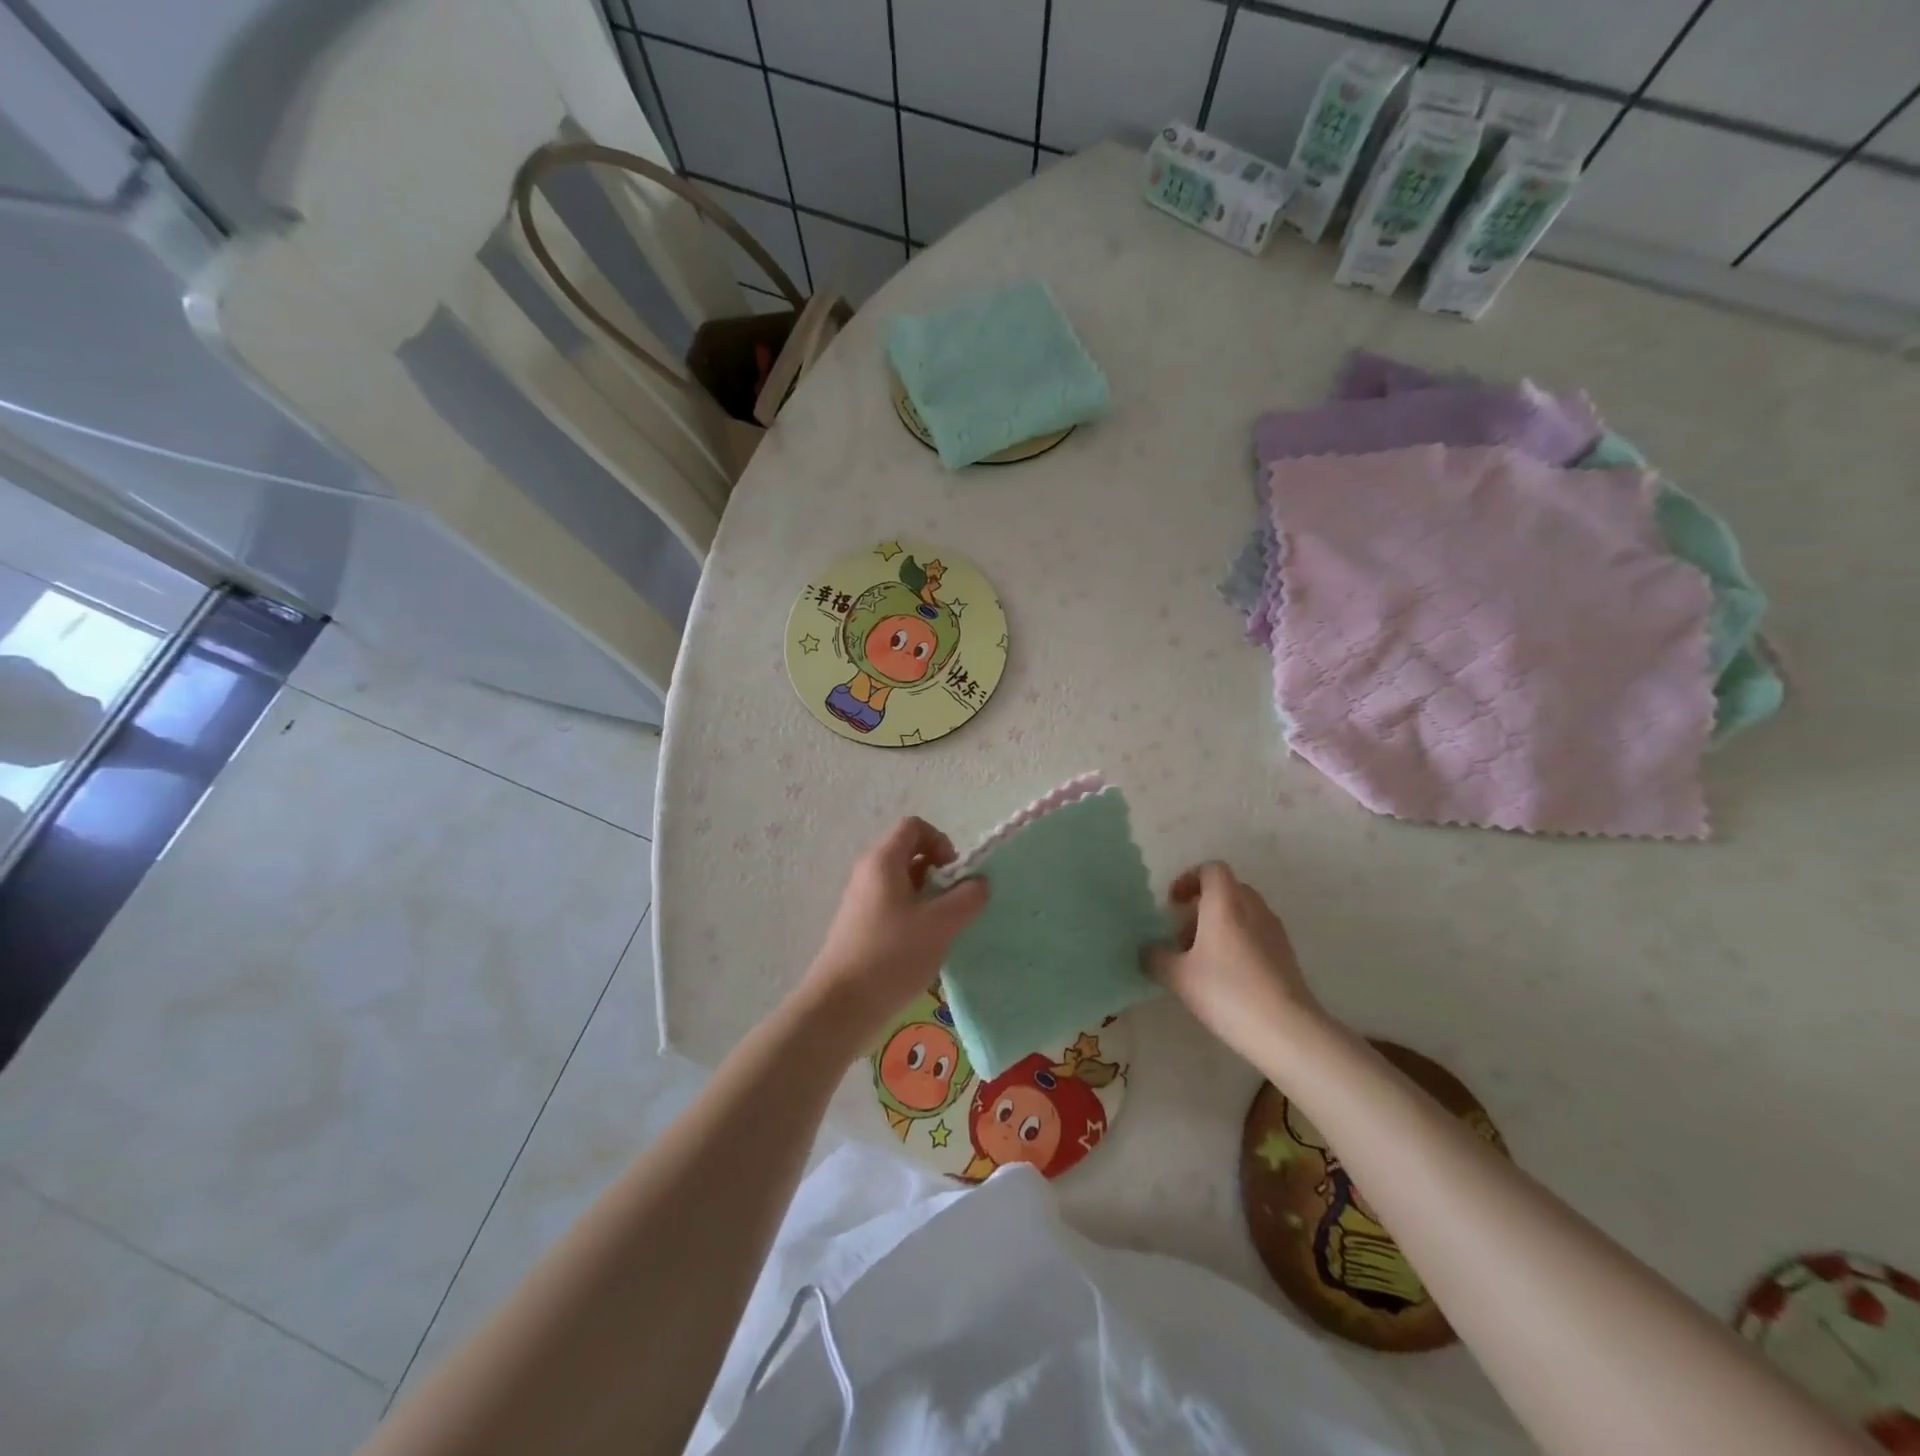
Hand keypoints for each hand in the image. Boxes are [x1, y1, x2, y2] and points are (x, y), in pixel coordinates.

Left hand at [793, 818, 989, 1056]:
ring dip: (928, 897)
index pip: (914, 827)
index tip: (954, 874)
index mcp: (883, 861)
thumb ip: (966, 899)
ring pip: (902, 883)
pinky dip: (913, 916)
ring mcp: (861, 901)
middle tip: (954, 902)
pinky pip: (892, 906)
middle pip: (908, 853)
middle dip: (938, 872)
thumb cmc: (891, 956)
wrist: (841, 1006)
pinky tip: (924, 946)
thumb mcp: (939, 925)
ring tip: (944, 927)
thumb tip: (979, 882)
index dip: (941, 841)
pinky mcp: (860, 927)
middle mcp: (868, 874)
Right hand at [1149, 862, 1332, 1066]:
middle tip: (1182, 934)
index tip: (1173, 904)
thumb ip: (1156, 958)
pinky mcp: (1287, 956)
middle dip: (1202, 906)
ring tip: (1201, 961)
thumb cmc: (1227, 992)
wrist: (1288, 1031)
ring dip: (1220, 926)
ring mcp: (1274, 932)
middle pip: (1227, 890)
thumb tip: (1147, 951)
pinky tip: (1226, 978)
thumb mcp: (1178, 977)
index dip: (1189, 879)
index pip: (1211, 869)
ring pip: (1243, 913)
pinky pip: (1256, 935)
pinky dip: (1238, 943)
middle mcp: (1253, 908)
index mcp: (1225, 902)